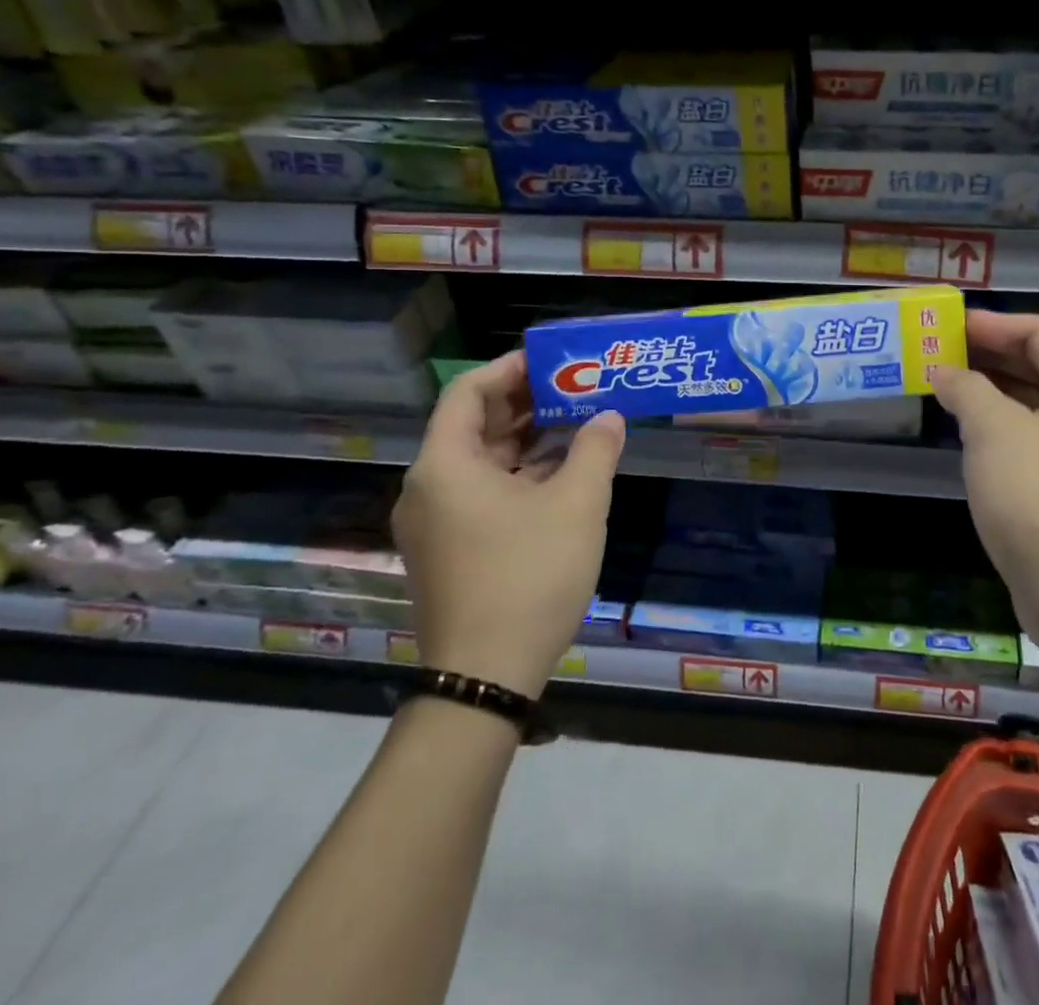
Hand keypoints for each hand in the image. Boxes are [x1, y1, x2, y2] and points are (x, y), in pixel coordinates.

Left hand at [391, 351, 624, 695]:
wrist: (485, 677)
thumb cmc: (528, 576)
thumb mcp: (576, 504)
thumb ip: (596, 449)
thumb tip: (610, 417)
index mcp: (445, 465)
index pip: (468, 392)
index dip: (509, 369)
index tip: (553, 362)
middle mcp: (428, 488)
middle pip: (474, 425)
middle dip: (525, 403)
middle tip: (575, 388)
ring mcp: (435, 523)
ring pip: (481, 462)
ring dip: (526, 440)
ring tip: (577, 424)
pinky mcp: (449, 551)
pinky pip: (482, 493)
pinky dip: (518, 475)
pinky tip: (562, 474)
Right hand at [929, 310, 1038, 669]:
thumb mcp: (995, 431)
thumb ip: (967, 388)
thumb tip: (943, 371)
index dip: (993, 325)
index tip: (948, 326)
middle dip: (988, 356)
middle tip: (938, 352)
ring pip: (1035, 405)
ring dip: (990, 392)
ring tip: (943, 385)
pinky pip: (1033, 439)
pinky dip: (1000, 427)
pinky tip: (965, 431)